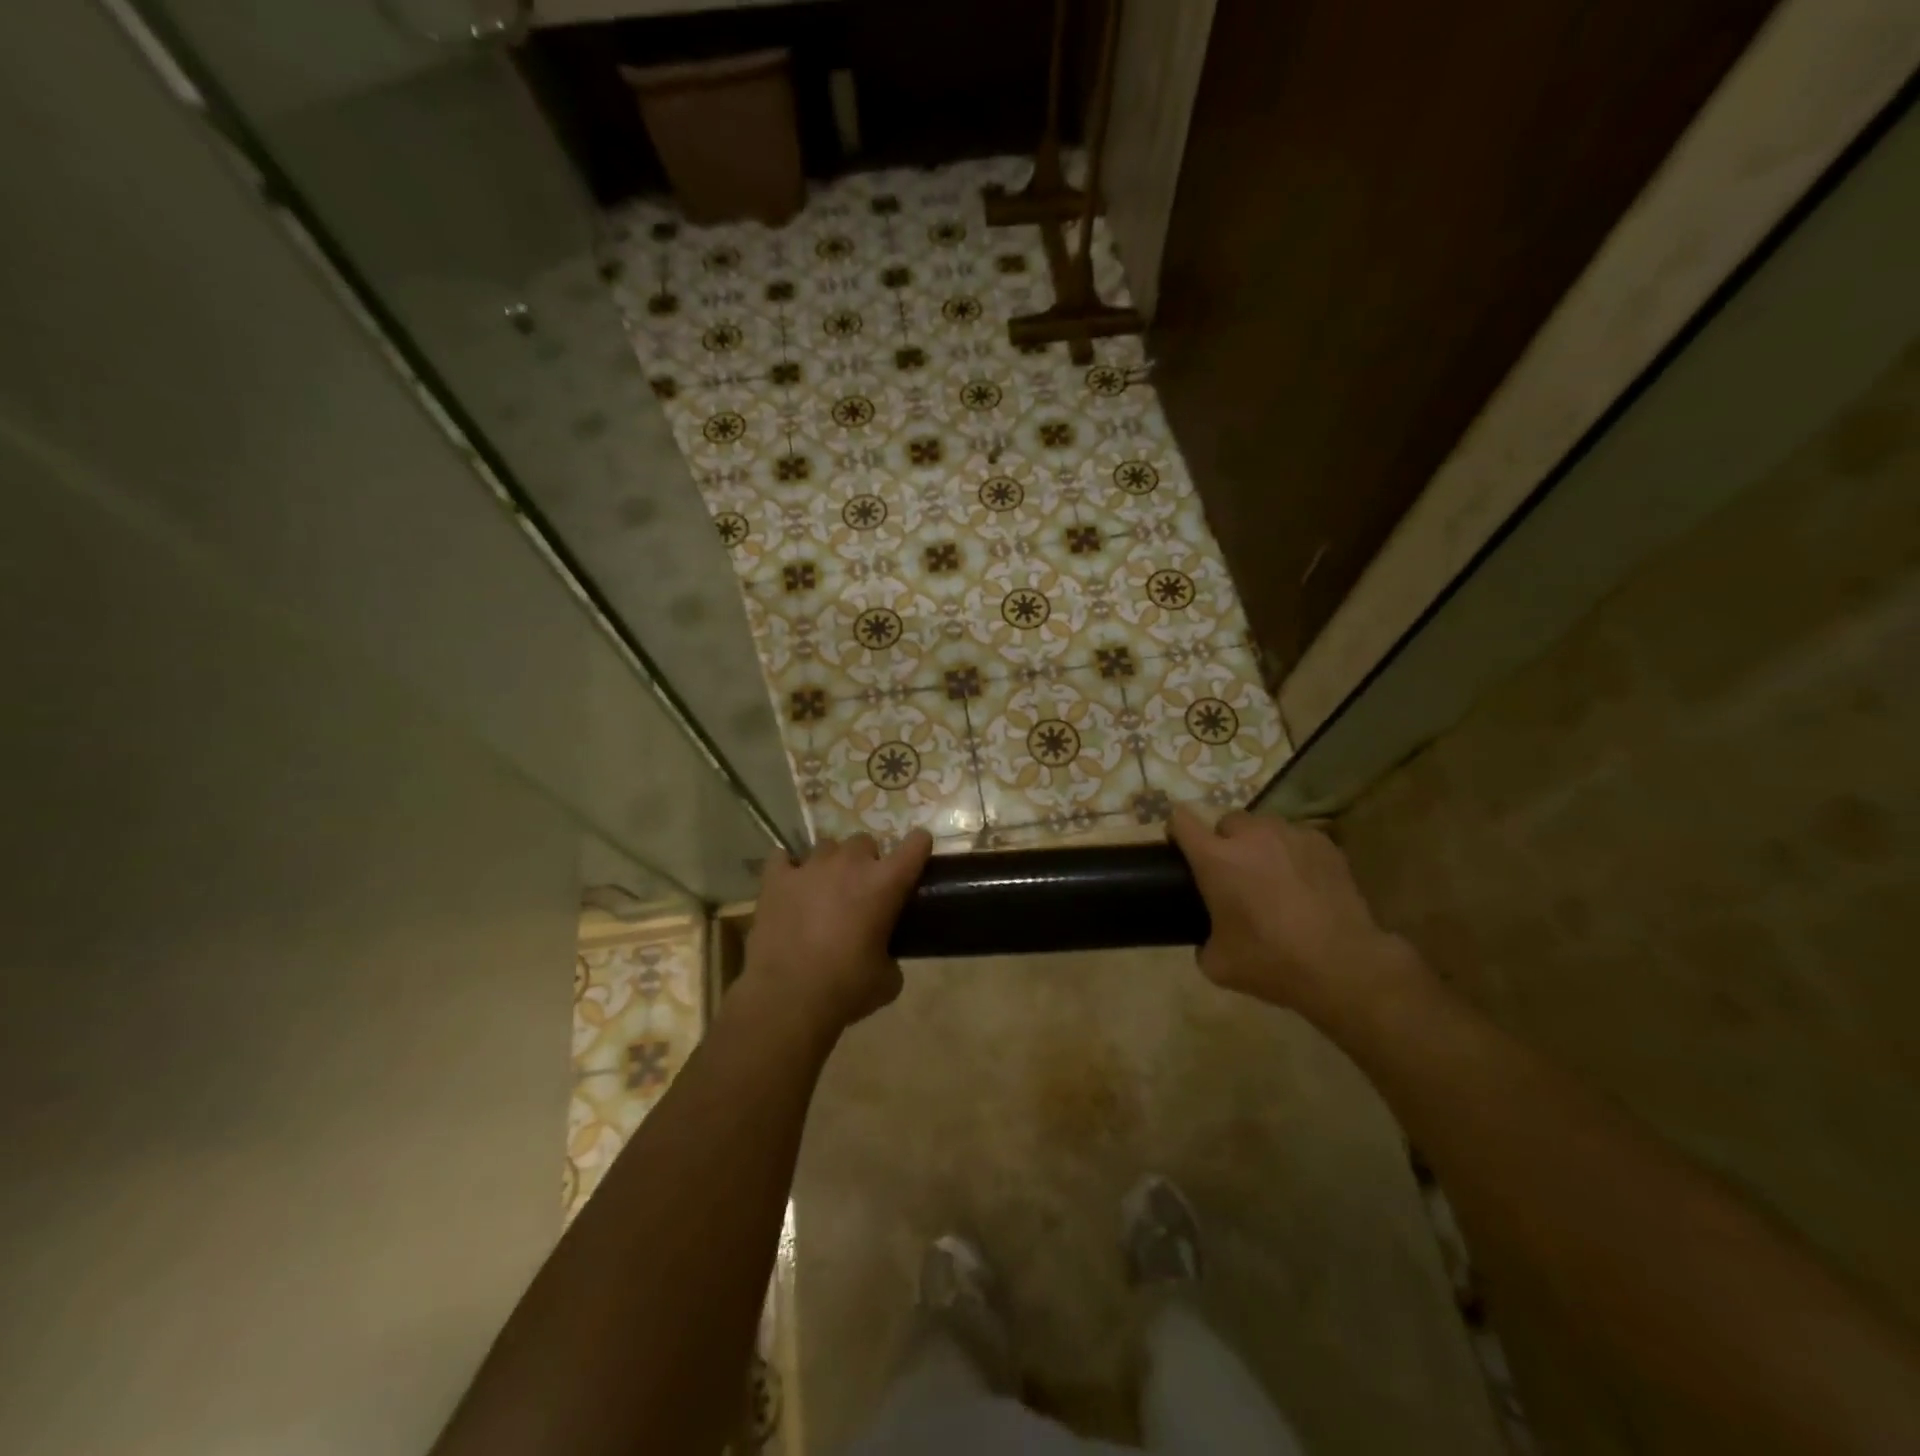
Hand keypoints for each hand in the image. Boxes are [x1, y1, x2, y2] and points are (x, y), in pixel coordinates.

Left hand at [739, 829, 933, 1041]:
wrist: (789, 999)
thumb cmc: (847, 989)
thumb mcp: (887, 980)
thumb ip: (892, 956)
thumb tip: (884, 957)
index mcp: (885, 883)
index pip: (915, 845)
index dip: (918, 847)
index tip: (917, 856)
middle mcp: (850, 864)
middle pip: (864, 842)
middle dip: (866, 861)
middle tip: (861, 890)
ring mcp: (810, 867)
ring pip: (826, 847)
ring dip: (831, 864)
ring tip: (824, 889)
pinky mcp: (776, 879)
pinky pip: (782, 857)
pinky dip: (788, 866)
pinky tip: (790, 883)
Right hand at [1168, 806, 1425, 1029]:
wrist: (1343, 967)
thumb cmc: (1272, 962)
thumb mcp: (1218, 963)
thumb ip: (1202, 941)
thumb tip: (1207, 938)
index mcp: (1216, 859)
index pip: (1181, 821)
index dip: (1176, 831)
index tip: (1179, 848)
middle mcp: (1251, 836)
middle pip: (1226, 821)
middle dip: (1225, 841)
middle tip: (1233, 873)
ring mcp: (1291, 835)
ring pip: (1264, 826)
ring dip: (1260, 844)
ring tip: (1271, 875)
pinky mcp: (1324, 844)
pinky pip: (1297, 838)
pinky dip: (1293, 853)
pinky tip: (1303, 883)